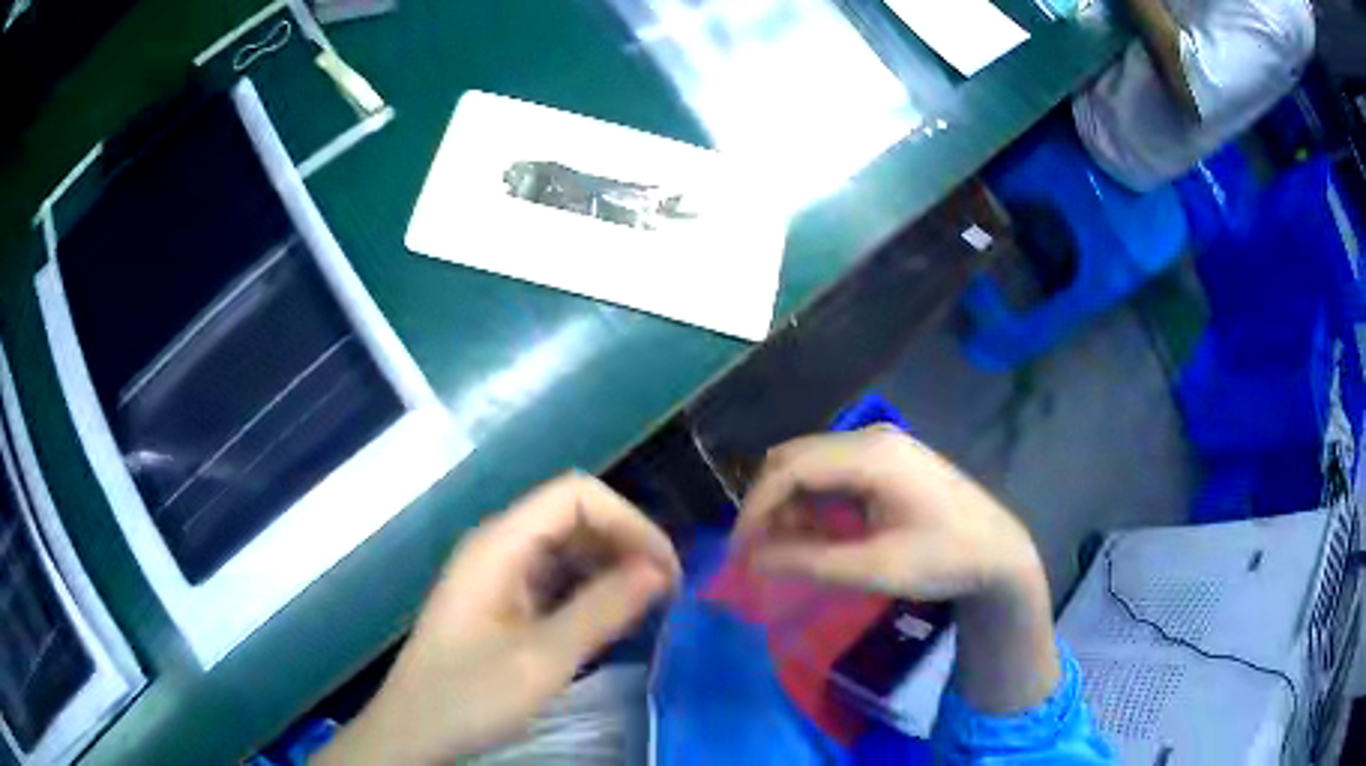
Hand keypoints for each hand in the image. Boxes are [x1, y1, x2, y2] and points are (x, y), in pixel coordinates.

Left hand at [316, 473, 680, 764]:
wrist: (414, 731)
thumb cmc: (469, 695)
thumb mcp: (542, 659)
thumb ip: (602, 610)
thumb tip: (660, 570)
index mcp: (499, 544)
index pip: (575, 495)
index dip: (628, 521)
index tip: (665, 572)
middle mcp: (499, 546)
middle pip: (574, 516)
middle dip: (626, 544)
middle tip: (668, 594)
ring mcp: (499, 574)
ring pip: (568, 548)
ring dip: (612, 568)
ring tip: (650, 607)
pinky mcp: (503, 601)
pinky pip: (557, 579)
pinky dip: (592, 590)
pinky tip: (613, 618)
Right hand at [735, 427, 1058, 712]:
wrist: (999, 553)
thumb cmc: (944, 560)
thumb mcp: (876, 569)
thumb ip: (810, 561)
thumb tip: (753, 559)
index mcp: (872, 455)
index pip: (791, 468)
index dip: (756, 508)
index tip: (741, 552)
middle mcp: (871, 437)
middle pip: (795, 458)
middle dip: (768, 503)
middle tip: (757, 551)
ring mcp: (881, 446)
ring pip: (811, 464)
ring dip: (789, 503)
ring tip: (786, 549)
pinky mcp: (887, 460)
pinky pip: (832, 472)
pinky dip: (812, 501)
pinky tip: (817, 533)